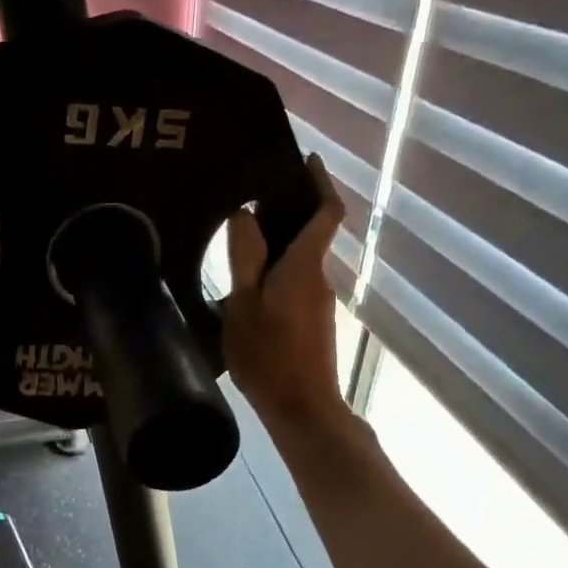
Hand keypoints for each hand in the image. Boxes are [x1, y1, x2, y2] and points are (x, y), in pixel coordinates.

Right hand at [222, 152, 347, 430]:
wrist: (302, 408)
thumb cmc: (269, 356)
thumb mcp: (243, 305)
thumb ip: (245, 258)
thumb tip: (245, 216)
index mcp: (304, 265)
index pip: (326, 212)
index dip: (320, 182)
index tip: (306, 160)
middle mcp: (318, 277)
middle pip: (311, 234)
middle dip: (289, 211)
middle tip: (251, 200)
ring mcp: (319, 302)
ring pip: (301, 261)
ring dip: (279, 245)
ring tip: (240, 243)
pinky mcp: (313, 323)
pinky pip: (296, 283)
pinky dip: (278, 272)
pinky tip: (248, 286)